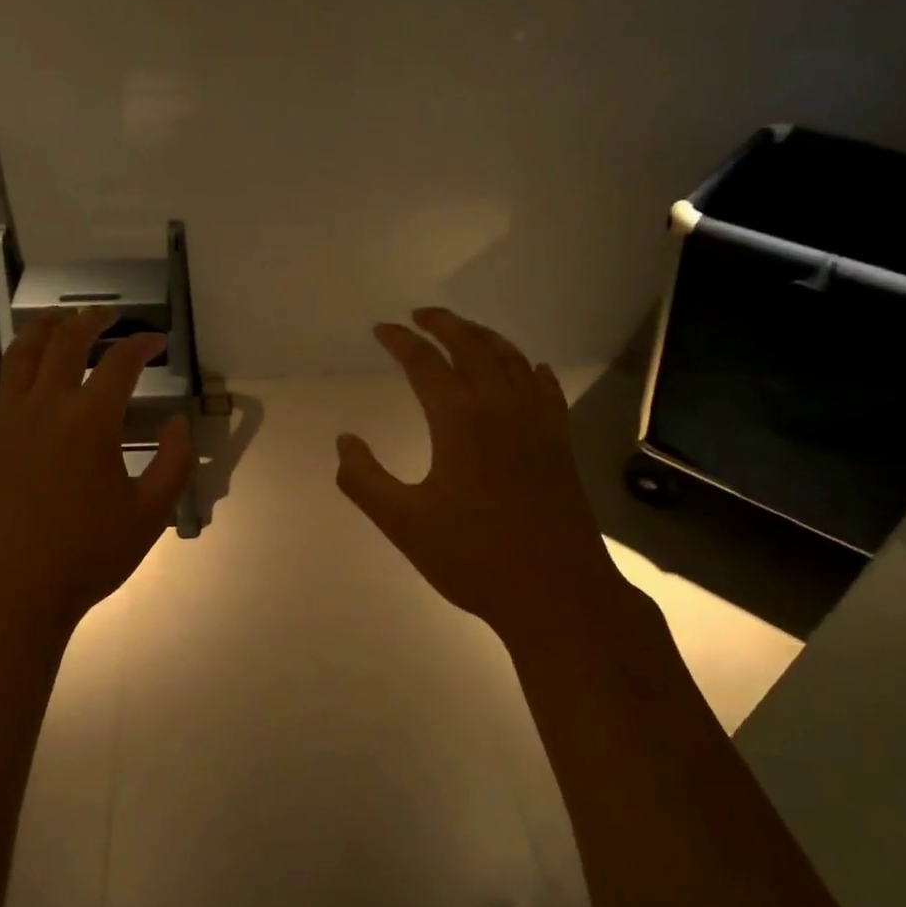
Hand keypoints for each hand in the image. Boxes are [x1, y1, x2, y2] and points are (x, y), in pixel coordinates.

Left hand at [0, 307, 193, 639]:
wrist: (13, 591)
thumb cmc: (88, 555)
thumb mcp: (150, 514)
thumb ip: (174, 464)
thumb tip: (179, 424)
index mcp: (92, 421)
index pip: (122, 364)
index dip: (142, 344)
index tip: (157, 340)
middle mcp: (47, 406)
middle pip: (66, 343)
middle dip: (89, 321)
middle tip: (106, 315)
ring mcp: (7, 421)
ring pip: (20, 356)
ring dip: (39, 331)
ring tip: (54, 321)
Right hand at [335, 308, 627, 657]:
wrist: (556, 591)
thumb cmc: (472, 557)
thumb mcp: (402, 522)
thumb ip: (364, 479)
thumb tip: (344, 441)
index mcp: (459, 420)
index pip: (425, 363)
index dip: (400, 341)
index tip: (381, 329)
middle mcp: (501, 408)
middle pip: (473, 347)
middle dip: (445, 324)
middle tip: (421, 315)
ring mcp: (538, 423)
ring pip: (512, 360)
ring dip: (485, 338)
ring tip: (465, 332)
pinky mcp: (561, 444)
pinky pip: (546, 389)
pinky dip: (530, 369)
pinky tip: (528, 369)